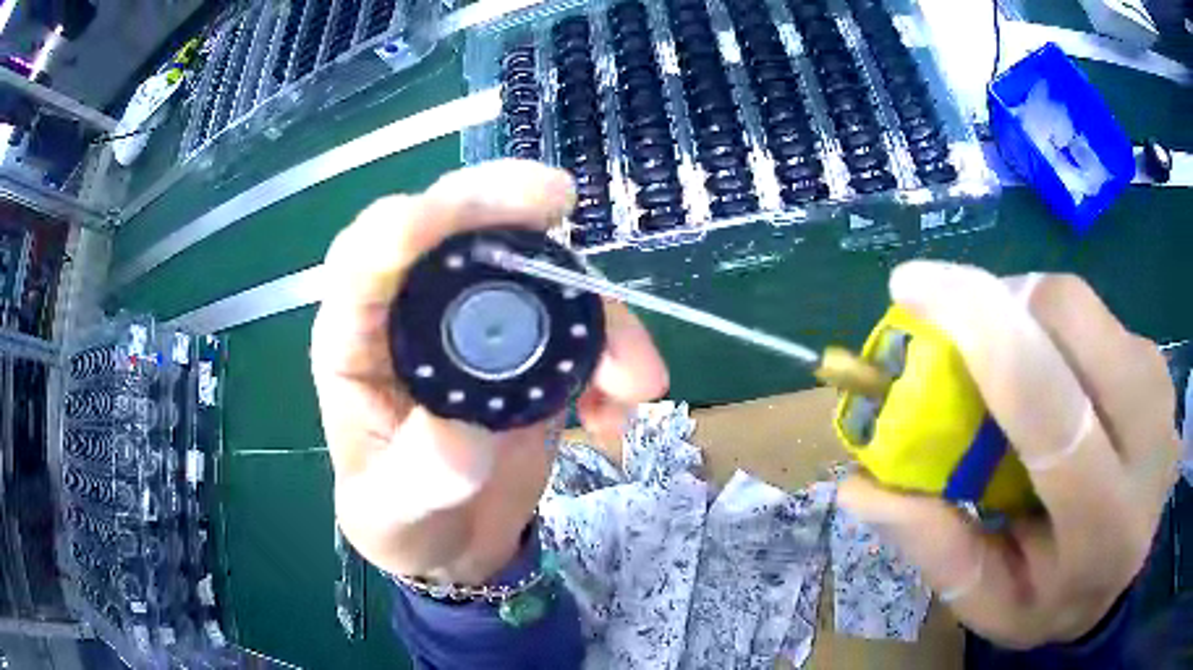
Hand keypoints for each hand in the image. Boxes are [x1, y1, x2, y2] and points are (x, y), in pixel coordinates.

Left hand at [311, 161, 667, 583]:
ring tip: (636, 378)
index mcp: (356, 342)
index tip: (445, 217)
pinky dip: (612, 353)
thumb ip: (416, 480)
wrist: (453, 538)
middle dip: (498, 205)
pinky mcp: (528, 346)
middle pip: (448, 229)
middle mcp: (413, 316)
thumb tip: (459, 434)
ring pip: (531, 269)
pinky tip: (622, 408)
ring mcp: (476, 325)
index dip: (401, 228)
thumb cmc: (402, 521)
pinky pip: (576, 322)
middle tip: (556, 198)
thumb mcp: (393, 516)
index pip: (363, 260)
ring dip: (592, 307)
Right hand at [839, 261, 1179, 647]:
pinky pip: (1088, 313)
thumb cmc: (1057, 600)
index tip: (911, 287)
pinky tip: (1044, 373)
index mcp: (1105, 522)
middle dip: (998, 306)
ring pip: (1075, 304)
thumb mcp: (990, 603)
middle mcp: (1147, 435)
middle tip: (956, 341)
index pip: (1051, 410)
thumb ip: (937, 549)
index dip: (982, 332)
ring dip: (1020, 314)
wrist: (1127, 571)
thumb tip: (860, 487)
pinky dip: (1046, 325)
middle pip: (1068, 317)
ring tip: (1002, 371)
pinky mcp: (1154, 356)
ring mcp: (1157, 383)